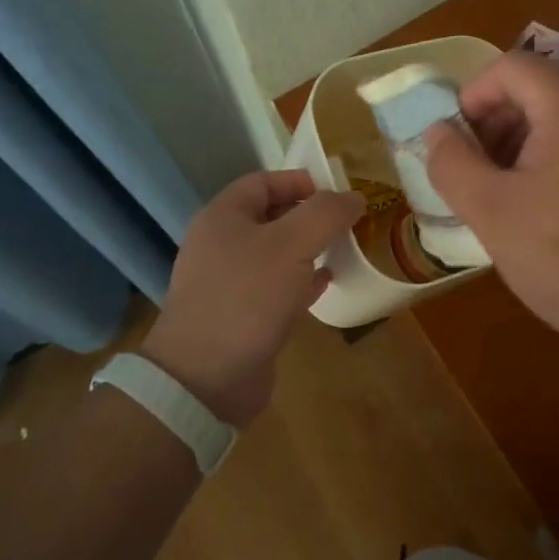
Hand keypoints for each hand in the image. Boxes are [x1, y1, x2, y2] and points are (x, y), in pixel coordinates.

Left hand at [140, 171, 363, 426]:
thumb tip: (353, 197)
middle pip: (271, 216)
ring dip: (309, 248)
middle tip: (347, 222)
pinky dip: (302, 281)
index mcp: (223, 217)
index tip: (337, 193)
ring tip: (343, 249)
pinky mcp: (240, 316)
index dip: (300, 181)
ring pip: (276, 253)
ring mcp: (229, 282)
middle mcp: (221, 244)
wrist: (205, 379)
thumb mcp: (292, 245)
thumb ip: (325, 214)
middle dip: (310, 215)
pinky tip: (326, 284)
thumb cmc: (247, 297)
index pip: (264, 181)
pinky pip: (276, 287)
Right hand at [425, 53, 558, 352]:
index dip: (472, 96)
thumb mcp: (491, 211)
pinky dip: (554, 156)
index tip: (456, 144)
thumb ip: (452, 163)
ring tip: (505, 193)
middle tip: (475, 170)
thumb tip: (439, 132)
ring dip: (522, 140)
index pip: (511, 66)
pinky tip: (544, 208)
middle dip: (496, 119)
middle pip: (539, 85)